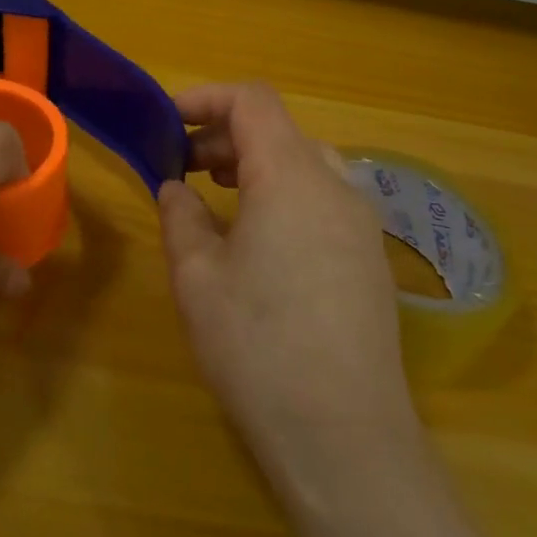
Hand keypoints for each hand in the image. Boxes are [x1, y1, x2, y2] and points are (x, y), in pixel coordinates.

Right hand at [157, 83, 418, 500]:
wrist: (344, 437)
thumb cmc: (258, 346)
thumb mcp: (197, 278)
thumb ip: (181, 217)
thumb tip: (175, 189)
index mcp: (291, 176)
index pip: (252, 102)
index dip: (205, 98)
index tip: (166, 121)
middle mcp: (335, 186)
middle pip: (279, 130)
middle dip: (224, 135)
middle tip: (180, 166)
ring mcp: (361, 223)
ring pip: (303, 163)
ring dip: (254, 164)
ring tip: (213, 195)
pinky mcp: (370, 259)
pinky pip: (322, 199)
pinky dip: (282, 194)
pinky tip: (256, 238)